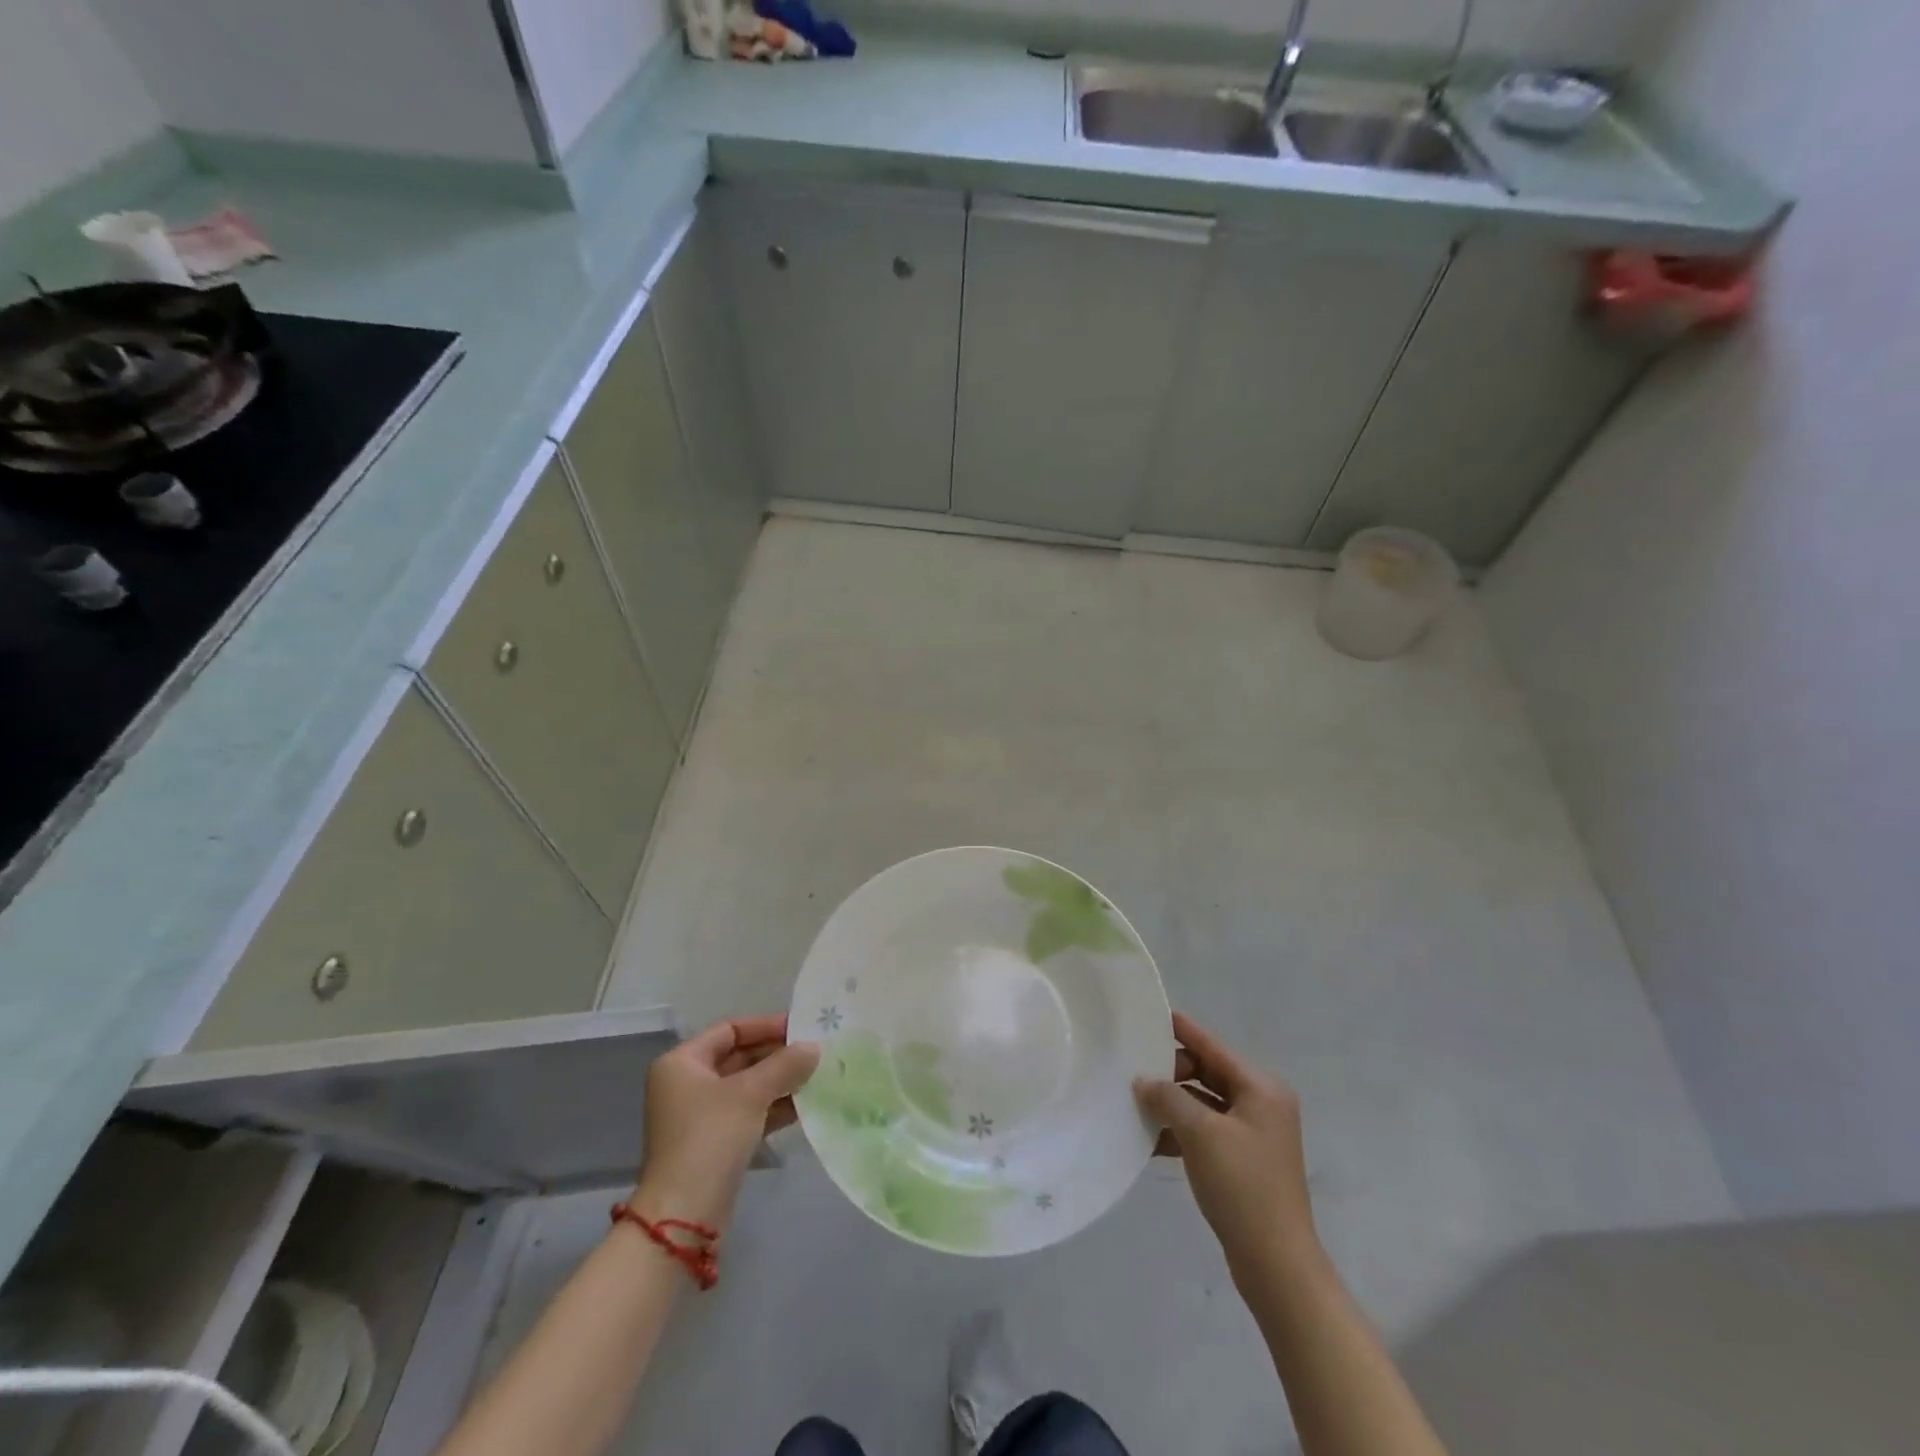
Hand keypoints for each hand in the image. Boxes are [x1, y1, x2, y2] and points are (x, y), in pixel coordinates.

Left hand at [629, 1014, 819, 1230]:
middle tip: (813, 1054)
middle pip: (738, 1058)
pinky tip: (803, 1106)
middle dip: (776, 1056)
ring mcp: (697, 1117)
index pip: (729, 1030)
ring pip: (745, 1088)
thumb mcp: (751, 1093)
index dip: (765, 1026)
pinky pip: (746, 1113)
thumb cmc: (711, 1137)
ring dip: (778, 1082)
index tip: (801, 1029)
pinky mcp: (711, 1144)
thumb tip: (813, 1048)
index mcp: (682, 1063)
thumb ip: (785, 1065)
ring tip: (815, 1078)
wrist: (684, 1215)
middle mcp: (685, 1085)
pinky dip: (771, 1107)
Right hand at [1135, 1013, 1318, 1277]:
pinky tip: (1149, 1138)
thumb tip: (1143, 1080)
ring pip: (1203, 1103)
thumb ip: (1168, 1097)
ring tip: (1134, 1102)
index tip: (1147, 1015)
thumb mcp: (1200, 1133)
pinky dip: (1180, 1130)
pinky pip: (1205, 1130)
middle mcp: (1261, 1103)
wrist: (1276, 1265)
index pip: (1212, 1045)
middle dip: (1171, 1072)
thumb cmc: (1243, 1187)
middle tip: (1133, 1071)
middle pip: (1207, 1072)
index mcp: (1261, 1088)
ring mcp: (1253, 1134)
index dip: (1180, 1030)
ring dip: (1172, 1103)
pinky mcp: (1243, 1160)